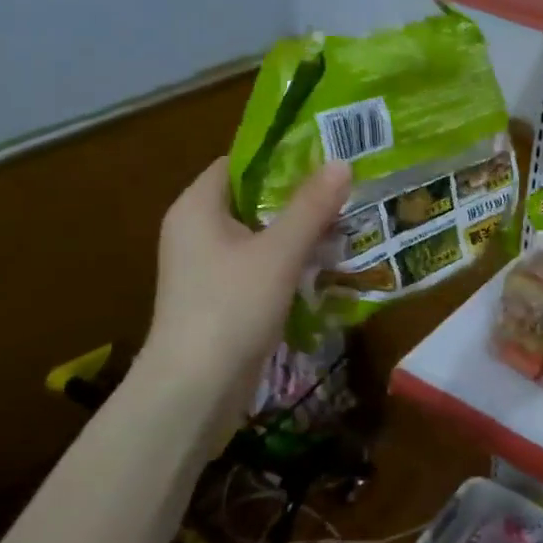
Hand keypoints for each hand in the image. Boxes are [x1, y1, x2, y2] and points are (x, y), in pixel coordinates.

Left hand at [140, 154, 351, 401]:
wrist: (195, 390)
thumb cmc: (230, 307)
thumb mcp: (278, 252)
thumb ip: (310, 207)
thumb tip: (341, 163)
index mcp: (197, 208)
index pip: (239, 163)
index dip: (280, 156)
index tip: (326, 153)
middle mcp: (197, 231)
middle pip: (253, 198)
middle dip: (299, 195)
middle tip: (347, 187)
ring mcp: (208, 268)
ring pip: (261, 235)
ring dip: (299, 231)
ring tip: (347, 220)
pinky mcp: (222, 298)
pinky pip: (261, 266)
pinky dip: (290, 261)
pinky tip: (327, 264)